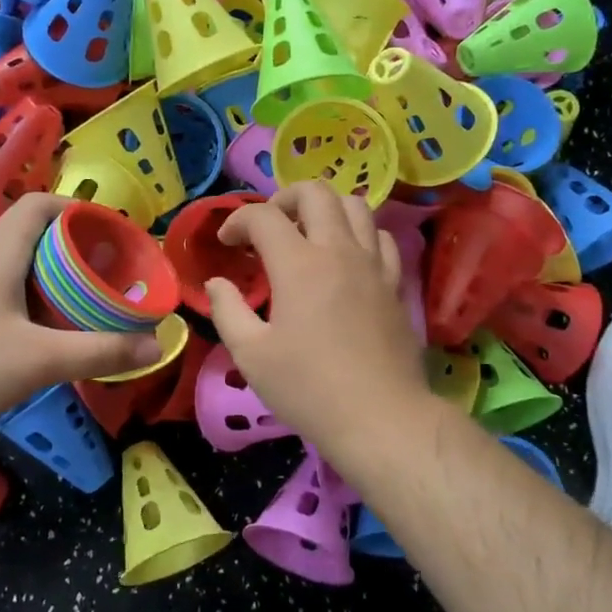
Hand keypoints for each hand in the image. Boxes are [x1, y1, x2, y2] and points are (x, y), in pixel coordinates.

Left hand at [0, 194, 159, 445]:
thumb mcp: (37, 361)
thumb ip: (98, 351)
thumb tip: (156, 345)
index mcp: (0, 254)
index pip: (40, 204)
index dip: (79, 209)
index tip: (113, 235)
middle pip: (36, 238)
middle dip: (79, 253)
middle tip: (113, 280)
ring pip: (21, 272)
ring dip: (58, 284)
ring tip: (91, 310)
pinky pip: (6, 299)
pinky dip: (36, 309)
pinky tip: (49, 342)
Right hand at [205, 183, 433, 460]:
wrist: (380, 418)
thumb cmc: (308, 389)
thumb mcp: (251, 355)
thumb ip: (228, 310)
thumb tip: (217, 283)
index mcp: (299, 265)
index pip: (263, 217)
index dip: (237, 220)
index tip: (226, 243)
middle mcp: (339, 251)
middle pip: (316, 192)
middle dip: (283, 197)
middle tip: (267, 227)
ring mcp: (373, 264)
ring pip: (355, 205)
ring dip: (325, 209)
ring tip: (307, 234)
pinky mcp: (395, 284)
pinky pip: (381, 238)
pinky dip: (359, 234)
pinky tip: (345, 258)